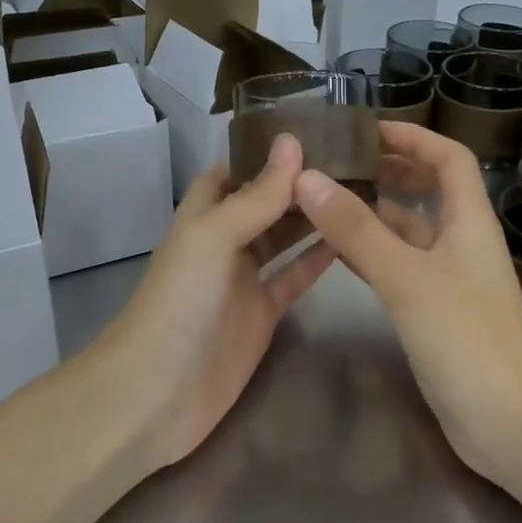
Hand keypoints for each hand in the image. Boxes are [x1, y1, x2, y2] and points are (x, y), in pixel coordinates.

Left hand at [95, 133, 336, 468]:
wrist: (159, 391)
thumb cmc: (180, 302)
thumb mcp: (214, 237)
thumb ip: (256, 195)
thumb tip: (292, 142)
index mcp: (204, 214)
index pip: (236, 169)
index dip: (267, 151)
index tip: (317, 130)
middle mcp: (224, 240)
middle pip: (265, 201)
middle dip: (301, 182)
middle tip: (355, 160)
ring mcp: (244, 278)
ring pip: (284, 237)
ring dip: (314, 216)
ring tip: (362, 190)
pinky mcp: (264, 313)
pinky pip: (295, 278)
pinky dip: (319, 260)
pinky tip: (352, 239)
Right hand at [295, 122, 521, 475]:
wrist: (510, 425)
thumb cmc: (467, 340)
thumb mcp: (408, 277)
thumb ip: (358, 229)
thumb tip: (309, 178)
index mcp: (468, 222)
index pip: (449, 158)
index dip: (413, 137)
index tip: (366, 128)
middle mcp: (461, 243)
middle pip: (428, 191)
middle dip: (388, 171)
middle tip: (335, 163)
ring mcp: (449, 281)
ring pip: (409, 232)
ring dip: (374, 213)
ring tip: (324, 200)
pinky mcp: (435, 314)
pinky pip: (399, 268)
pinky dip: (371, 253)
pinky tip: (336, 252)